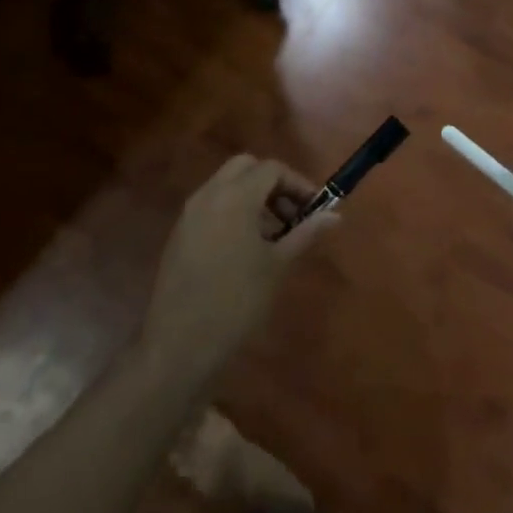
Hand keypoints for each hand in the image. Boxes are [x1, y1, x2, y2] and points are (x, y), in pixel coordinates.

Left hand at [141, 155, 338, 376]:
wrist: (178, 346)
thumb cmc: (236, 302)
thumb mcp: (277, 266)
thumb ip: (305, 233)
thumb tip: (334, 216)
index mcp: (235, 196)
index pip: (272, 169)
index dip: (298, 183)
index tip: (315, 208)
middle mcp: (209, 194)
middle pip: (246, 167)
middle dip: (272, 183)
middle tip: (290, 214)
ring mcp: (190, 213)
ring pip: (226, 184)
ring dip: (252, 197)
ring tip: (271, 236)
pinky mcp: (179, 234)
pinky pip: (211, 205)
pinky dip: (232, 211)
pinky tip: (244, 249)